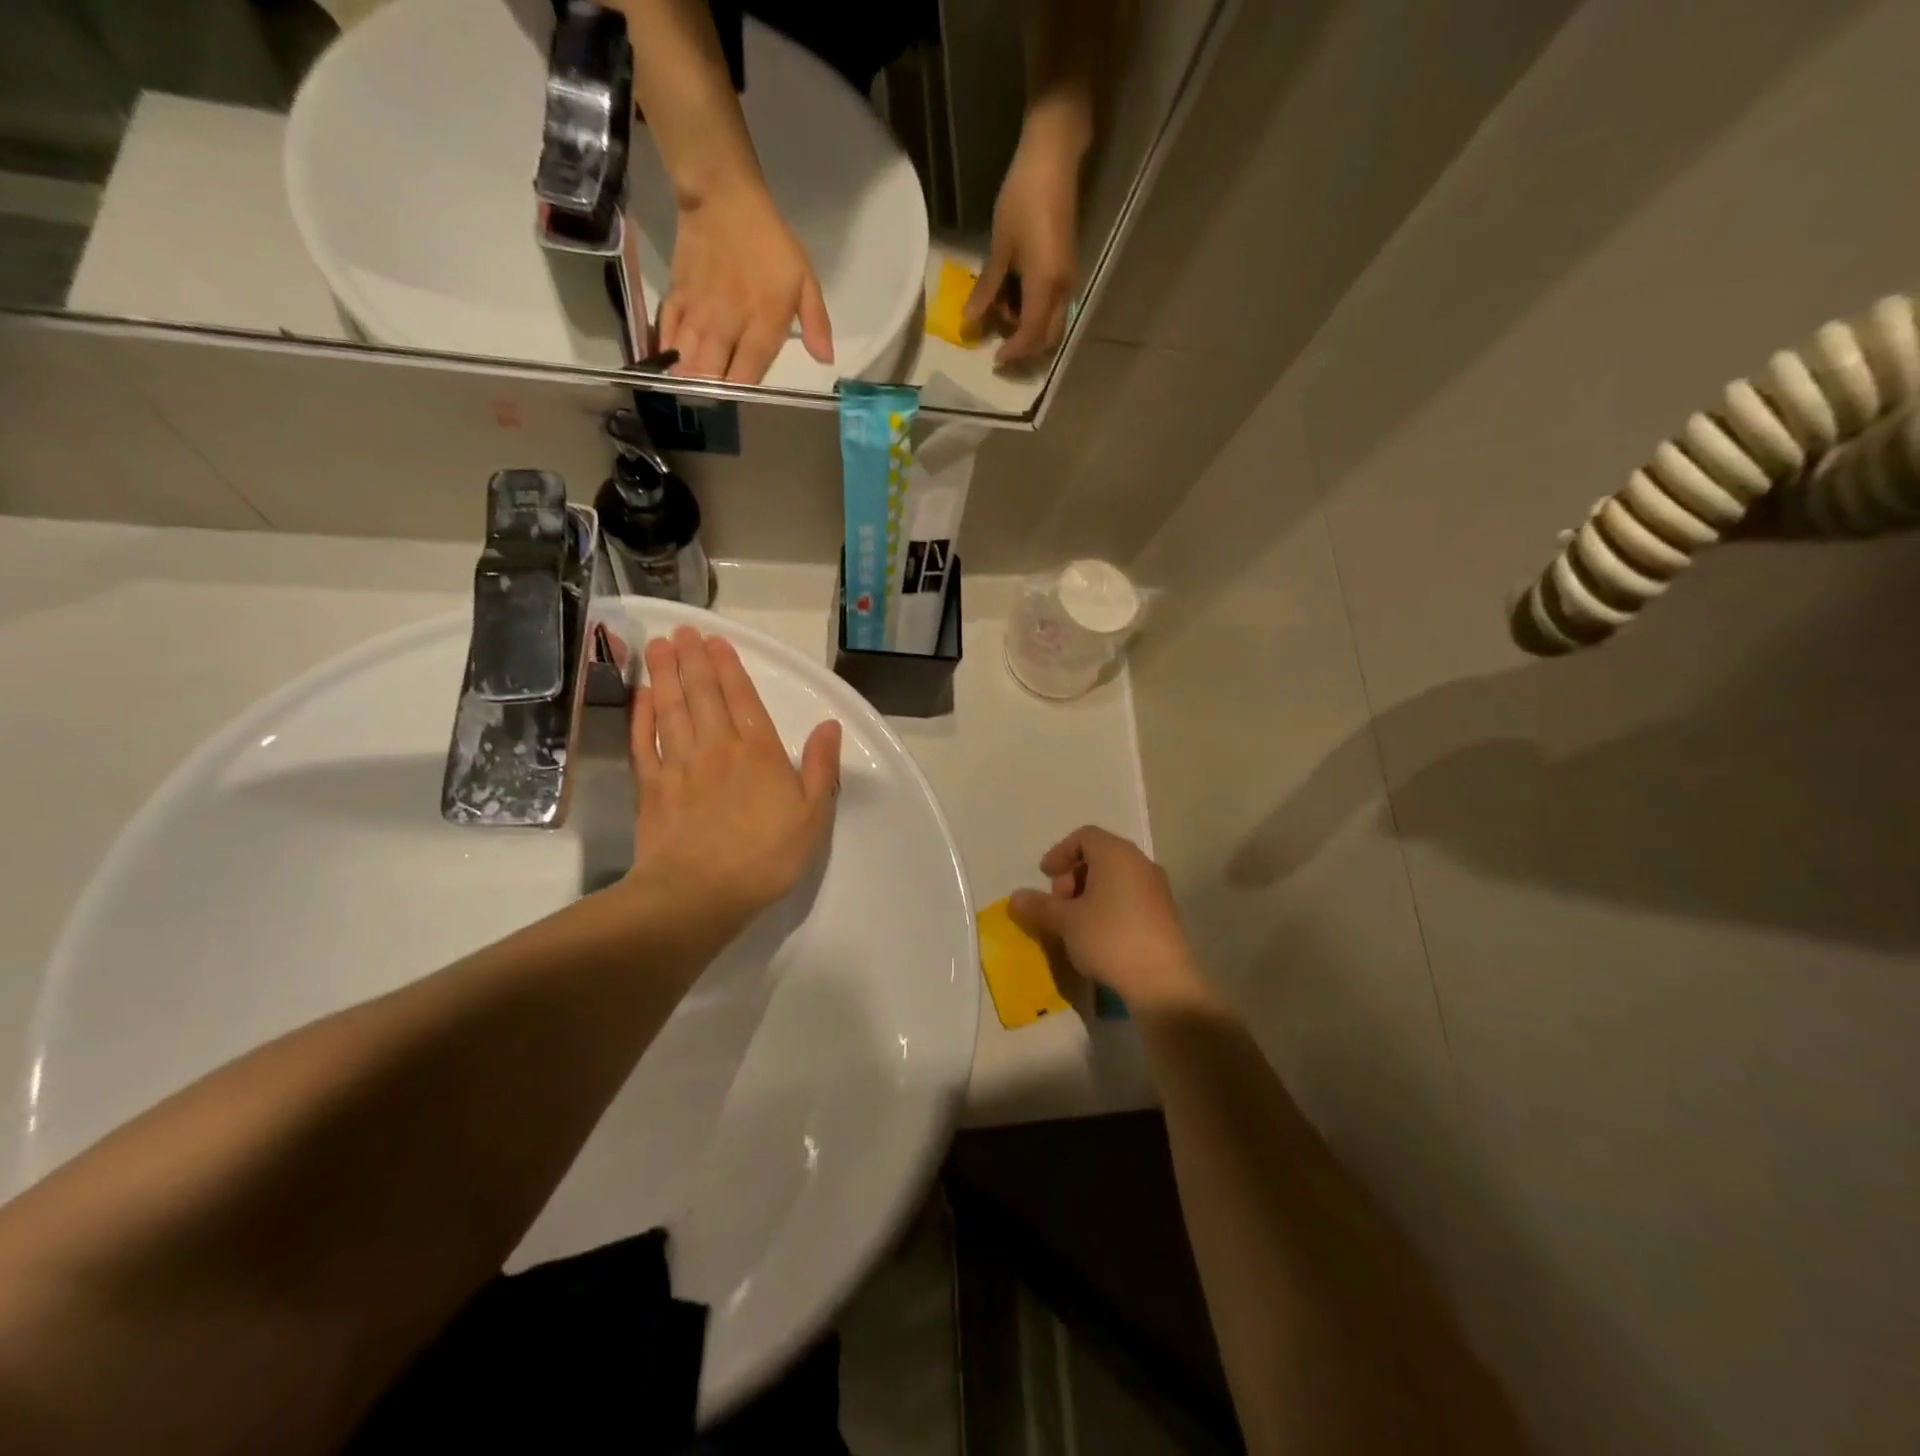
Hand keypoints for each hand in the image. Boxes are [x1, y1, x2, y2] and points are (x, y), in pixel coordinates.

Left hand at [623, 626, 842, 936]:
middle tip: (682, 631)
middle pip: (703, 695)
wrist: (698, 894)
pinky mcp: (651, 787)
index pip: (743, 699)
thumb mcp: (813, 816)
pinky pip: (644, 741)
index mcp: (759, 752)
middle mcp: (717, 747)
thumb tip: (829, 725)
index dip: (730, 668)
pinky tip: (641, 697)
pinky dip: (641, 716)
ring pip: (671, 709)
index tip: (716, 642)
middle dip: (693, 660)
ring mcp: (679, 765)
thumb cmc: (765, 857)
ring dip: (665, 675)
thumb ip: (821, 768)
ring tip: (658, 646)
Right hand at [658, 184, 833, 383]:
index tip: (741, 402)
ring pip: (687, 358)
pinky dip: (667, 350)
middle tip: (713, 401)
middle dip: (711, 393)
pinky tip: (669, 363)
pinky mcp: (677, 296)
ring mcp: (699, 312)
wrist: (723, 197)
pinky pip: (667, 332)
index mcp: (762, 325)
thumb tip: (825, 360)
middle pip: (712, 374)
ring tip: (689, 391)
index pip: (748, 375)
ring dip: (687, 378)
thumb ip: (816, 323)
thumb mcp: (805, 280)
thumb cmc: (770, 243)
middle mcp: (727, 325)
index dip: (742, 394)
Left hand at [965, 113, 1084, 368]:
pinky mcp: (1067, 269)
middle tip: (1000, 346)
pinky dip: (1034, 313)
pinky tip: (1014, 299)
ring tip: (1002, 316)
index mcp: (1045, 286)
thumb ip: (988, 289)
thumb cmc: (1023, 199)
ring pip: (1052, 324)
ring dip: (1029, 330)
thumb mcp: (1000, 247)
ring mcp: (1068, 280)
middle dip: (1025, 349)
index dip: (1012, 352)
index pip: (1029, 335)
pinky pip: (1052, 306)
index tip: (994, 360)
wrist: (1053, 158)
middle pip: (1048, 338)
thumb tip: (970, 321)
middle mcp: (1062, 290)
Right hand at [1008, 826, 1211, 1013]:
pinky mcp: (1164, 913)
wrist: (1162, 980)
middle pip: (1100, 855)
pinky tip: (1098, 935)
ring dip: (1090, 892)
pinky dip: (1109, 905)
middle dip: (1073, 875)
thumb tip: (1015, 898)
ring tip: (1075, 922)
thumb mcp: (1065, 922)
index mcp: (1116, 854)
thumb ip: (1039, 906)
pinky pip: (1130, 896)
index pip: (1084, 836)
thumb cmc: (1109, 937)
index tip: (1045, 876)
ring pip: (1116, 877)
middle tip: (1059, 903)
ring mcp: (1156, 888)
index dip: (1060, 853)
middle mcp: (1140, 863)